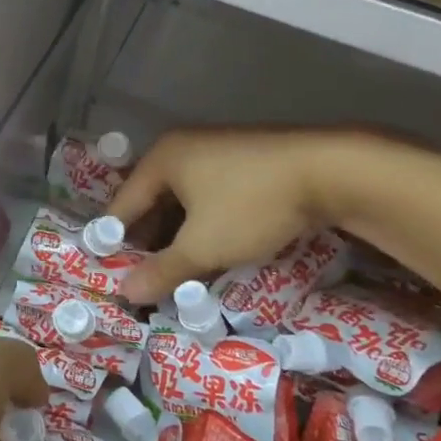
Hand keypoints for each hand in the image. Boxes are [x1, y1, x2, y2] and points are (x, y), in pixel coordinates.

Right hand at [113, 128, 376, 302]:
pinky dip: (204, 222)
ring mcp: (216, 149)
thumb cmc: (251, 205)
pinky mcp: (246, 159)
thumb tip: (125, 293)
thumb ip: (162, 271)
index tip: (111, 275)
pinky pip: (209, 194)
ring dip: (178, 234)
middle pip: (152, 200)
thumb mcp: (203, 246)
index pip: (123, 204)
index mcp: (162, 158)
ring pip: (183, 199)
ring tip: (178, 270)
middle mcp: (183, 147)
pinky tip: (213, 248)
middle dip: (149, 241)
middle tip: (147, 279)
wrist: (329, 170)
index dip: (114, 242)